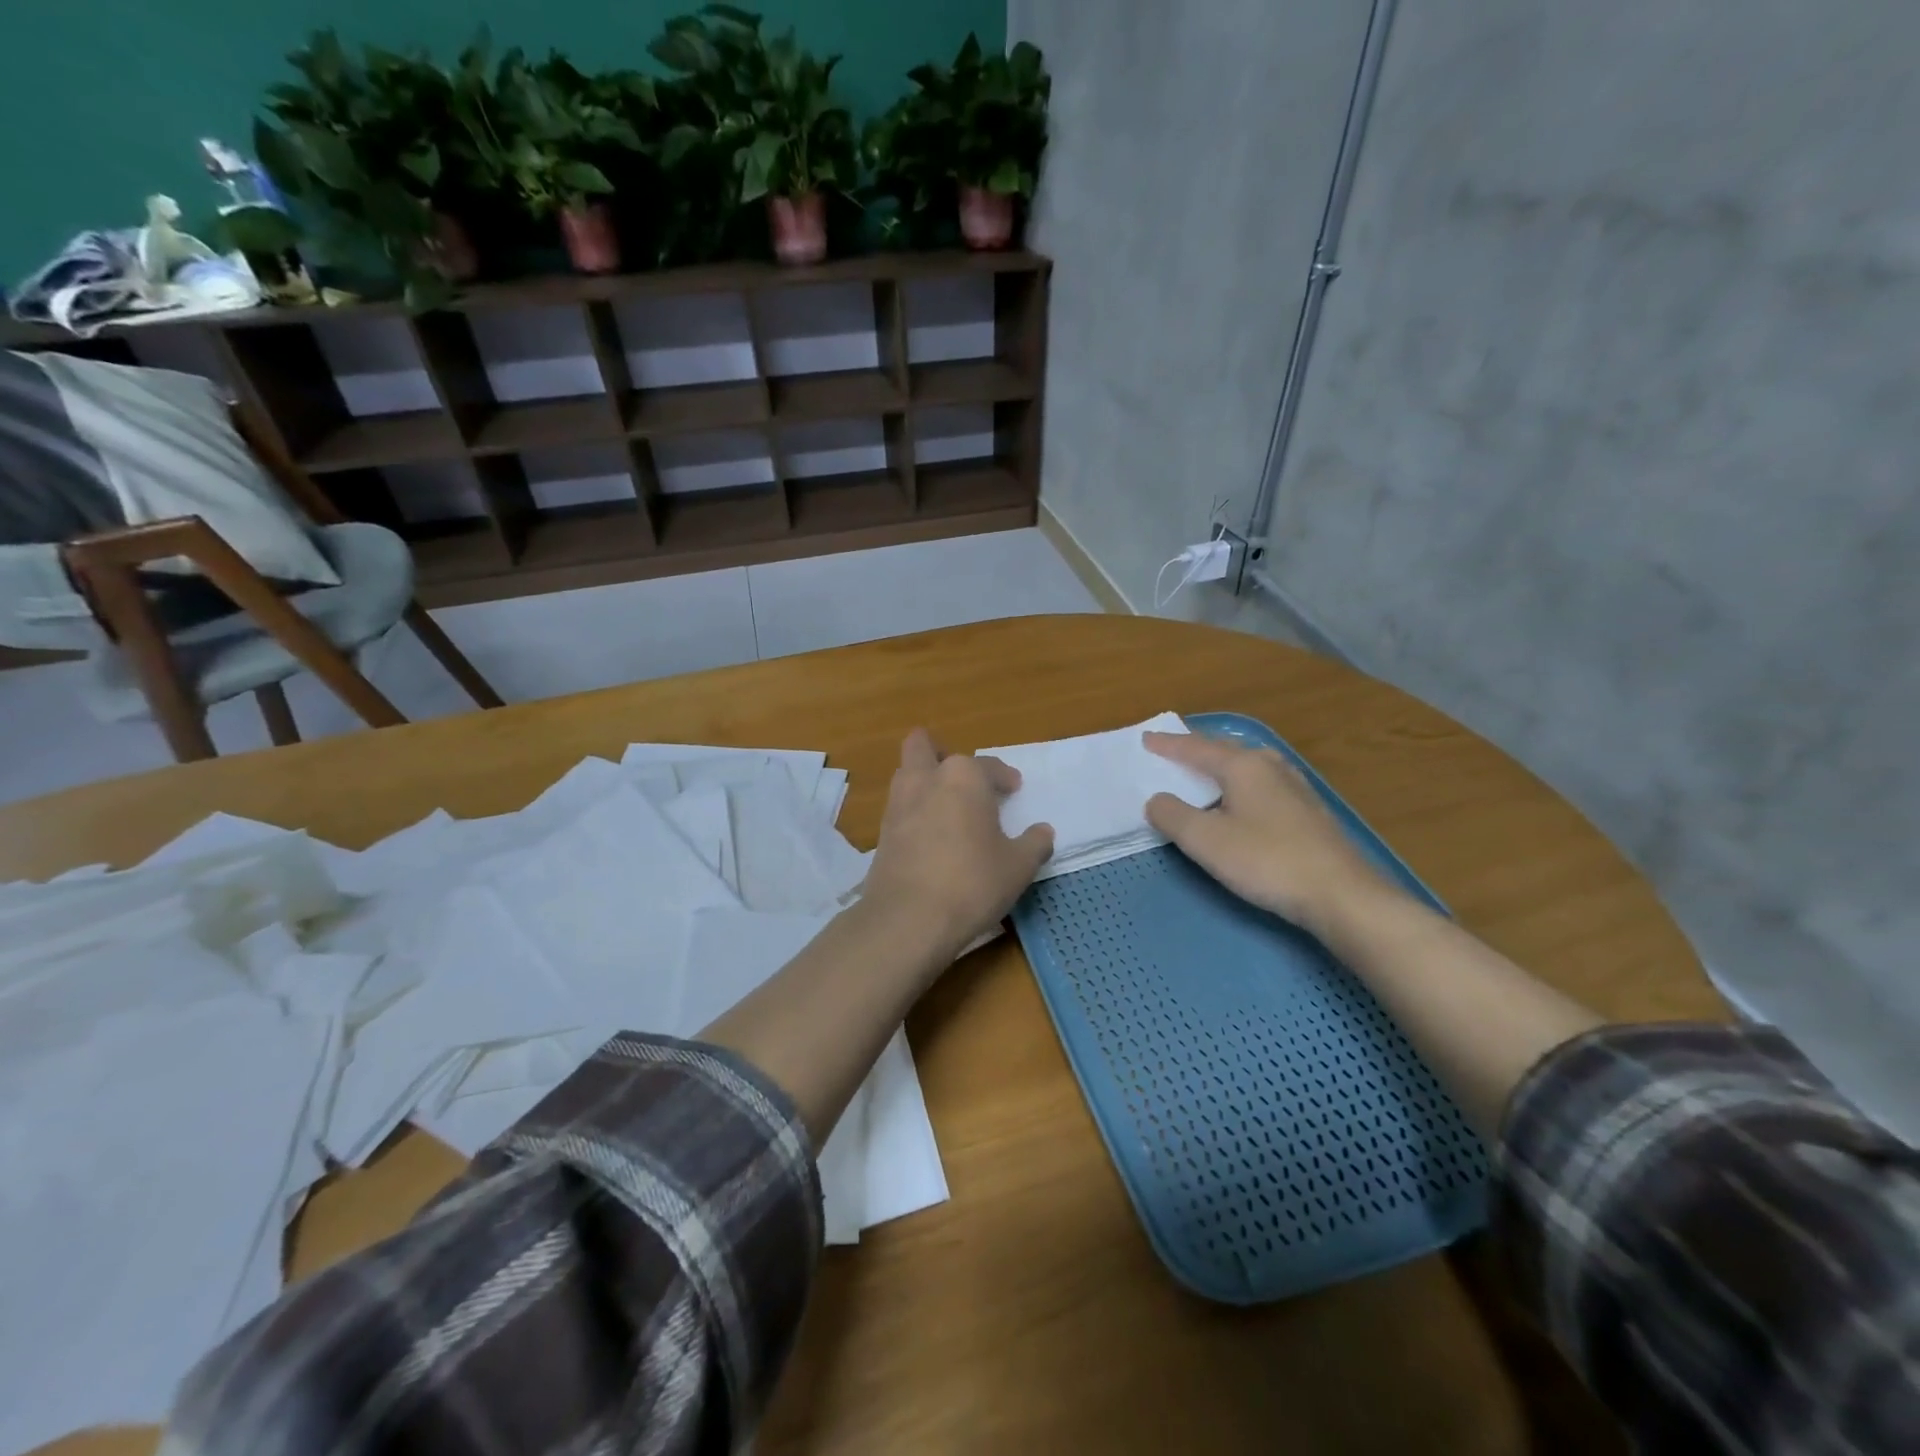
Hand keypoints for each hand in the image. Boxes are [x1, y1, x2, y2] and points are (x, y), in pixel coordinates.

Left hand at [862, 729, 1054, 955]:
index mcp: (964, 776)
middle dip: (941, 754)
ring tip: (948, 808)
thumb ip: (1034, 843)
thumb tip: (1042, 831)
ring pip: (907, 774)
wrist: (908, 918)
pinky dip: (914, 811)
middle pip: (923, 746)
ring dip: (924, 780)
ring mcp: (898, 803)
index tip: (1013, 791)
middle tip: (964, 781)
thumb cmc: (972, 882)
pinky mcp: (881, 832)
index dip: (1004, 778)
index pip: (988, 766)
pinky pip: (900, 807)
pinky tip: (931, 837)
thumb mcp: (1019, 866)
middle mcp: (926, 779)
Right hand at [1143, 732, 1397, 936]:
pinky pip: (1261, 782)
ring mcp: (1294, 786)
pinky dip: (1239, 782)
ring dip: (1220, 764)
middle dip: (1195, 748)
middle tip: (1171, 749)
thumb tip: (1156, 799)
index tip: (1146, 738)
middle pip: (1224, 749)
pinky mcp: (1307, 810)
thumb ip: (1173, 816)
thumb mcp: (1205, 840)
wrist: (1341, 894)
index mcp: (1243, 766)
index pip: (1195, 748)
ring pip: (1247, 764)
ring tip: (1203, 769)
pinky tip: (1242, 797)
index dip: (1168, 745)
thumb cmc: (1266, 861)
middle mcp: (1270, 766)